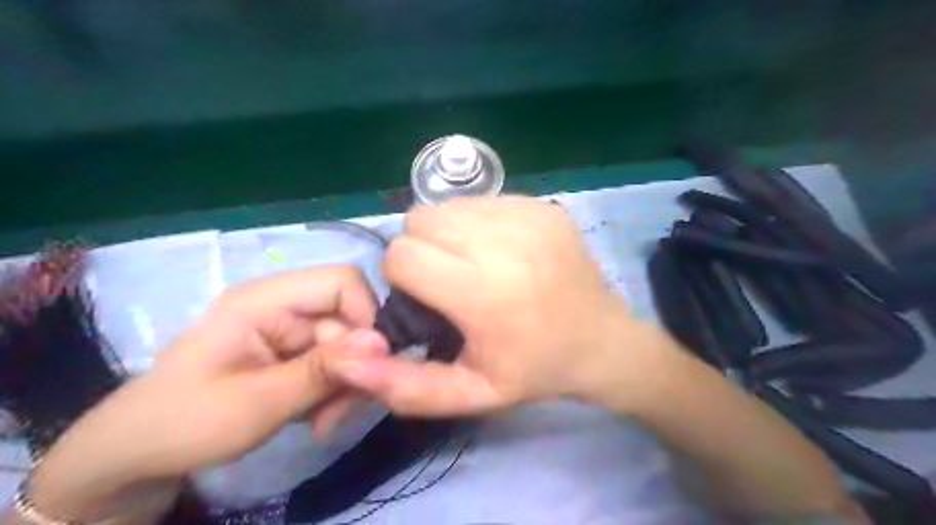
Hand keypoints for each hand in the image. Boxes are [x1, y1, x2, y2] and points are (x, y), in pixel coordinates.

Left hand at [26, 266, 388, 520]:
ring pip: (348, 346)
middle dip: (355, 366)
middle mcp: (284, 306)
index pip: (341, 282)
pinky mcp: (294, 353)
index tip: (370, 365)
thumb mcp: (256, 402)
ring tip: (325, 423)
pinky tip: (318, 419)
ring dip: (347, 385)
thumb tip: (384, 343)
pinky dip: (335, 392)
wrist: (138, 455)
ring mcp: (290, 331)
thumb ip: (322, 371)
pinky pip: (335, 364)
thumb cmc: (184, 423)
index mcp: (264, 300)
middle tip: (340, 413)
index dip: (366, 315)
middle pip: (349, 319)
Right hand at [322, 196, 664, 418]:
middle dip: (422, 251)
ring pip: (447, 206)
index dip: (403, 278)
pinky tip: (500, 252)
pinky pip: (480, 200)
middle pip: (420, 221)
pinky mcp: (541, 204)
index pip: (403, 254)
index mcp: (487, 293)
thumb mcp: (471, 393)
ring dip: (447, 235)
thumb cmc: (535, 370)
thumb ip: (406, 386)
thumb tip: (347, 361)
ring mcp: (527, 215)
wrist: (601, 340)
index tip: (426, 299)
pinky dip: (475, 224)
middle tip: (450, 281)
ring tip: (474, 265)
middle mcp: (506, 243)